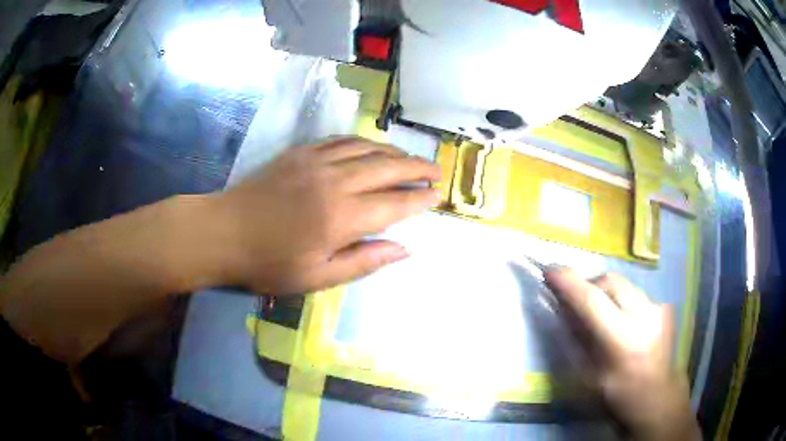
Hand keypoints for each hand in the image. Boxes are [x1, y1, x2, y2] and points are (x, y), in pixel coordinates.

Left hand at [213, 137, 440, 293]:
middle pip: (388, 168)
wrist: (224, 233)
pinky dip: (363, 142)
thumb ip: (364, 261)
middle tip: (437, 170)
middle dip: (417, 168)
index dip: (419, 199)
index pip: (395, 204)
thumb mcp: (317, 278)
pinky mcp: (300, 153)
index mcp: (342, 218)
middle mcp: (335, 182)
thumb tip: (405, 249)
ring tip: (411, 159)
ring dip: (394, 152)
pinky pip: (341, 140)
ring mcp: (316, 162)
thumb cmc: (269, 263)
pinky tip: (372, 146)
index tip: (437, 195)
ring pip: (368, 149)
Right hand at [545, 269, 700, 440]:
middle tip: (575, 298)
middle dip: (589, 284)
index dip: (568, 283)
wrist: (658, 399)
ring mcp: (658, 308)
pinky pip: (635, 293)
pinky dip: (621, 300)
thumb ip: (578, 340)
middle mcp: (644, 316)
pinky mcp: (664, 307)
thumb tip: (564, 310)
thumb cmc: (619, 397)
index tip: (549, 270)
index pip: (591, 301)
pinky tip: (621, 320)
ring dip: (605, 291)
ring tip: (599, 311)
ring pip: (623, 284)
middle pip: (610, 281)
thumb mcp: (590, 377)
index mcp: (623, 340)